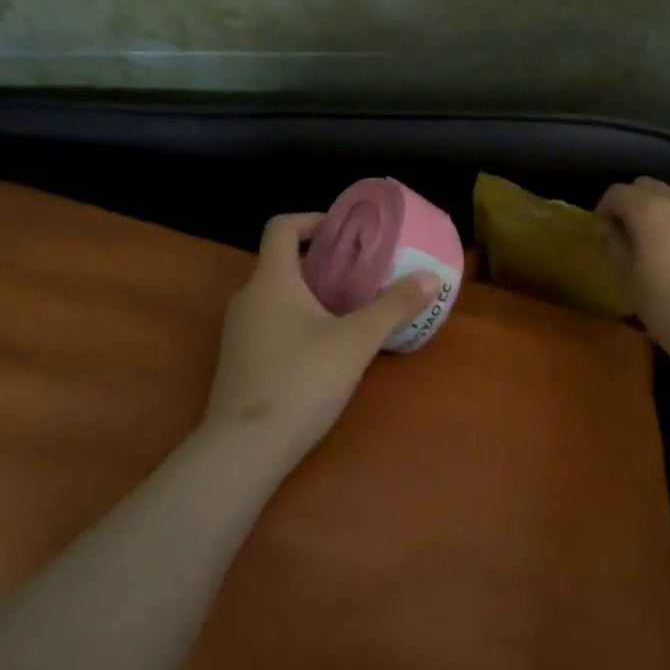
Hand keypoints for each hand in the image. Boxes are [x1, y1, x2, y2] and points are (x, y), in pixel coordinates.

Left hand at [204, 213, 439, 458]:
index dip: (311, 220)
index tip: (344, 231)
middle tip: (361, 272)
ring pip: (277, 296)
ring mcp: (239, 332)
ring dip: (311, 293)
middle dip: (321, 262)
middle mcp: (248, 298)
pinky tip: (325, 348)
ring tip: (350, 308)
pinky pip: (270, 323)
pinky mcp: (239, 361)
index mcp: (271, 281)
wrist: (243, 450)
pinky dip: (297, 320)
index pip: (281, 227)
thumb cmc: (301, 381)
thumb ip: (394, 307)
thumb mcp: (356, 341)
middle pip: (282, 262)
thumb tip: (431, 277)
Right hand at [597, 178, 669, 343]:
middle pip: (649, 186)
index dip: (605, 207)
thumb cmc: (662, 303)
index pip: (618, 192)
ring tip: (665, 239)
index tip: (603, 229)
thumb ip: (614, 243)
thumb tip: (610, 227)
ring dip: (666, 210)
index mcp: (648, 209)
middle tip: (631, 230)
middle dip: (635, 202)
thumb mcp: (626, 275)